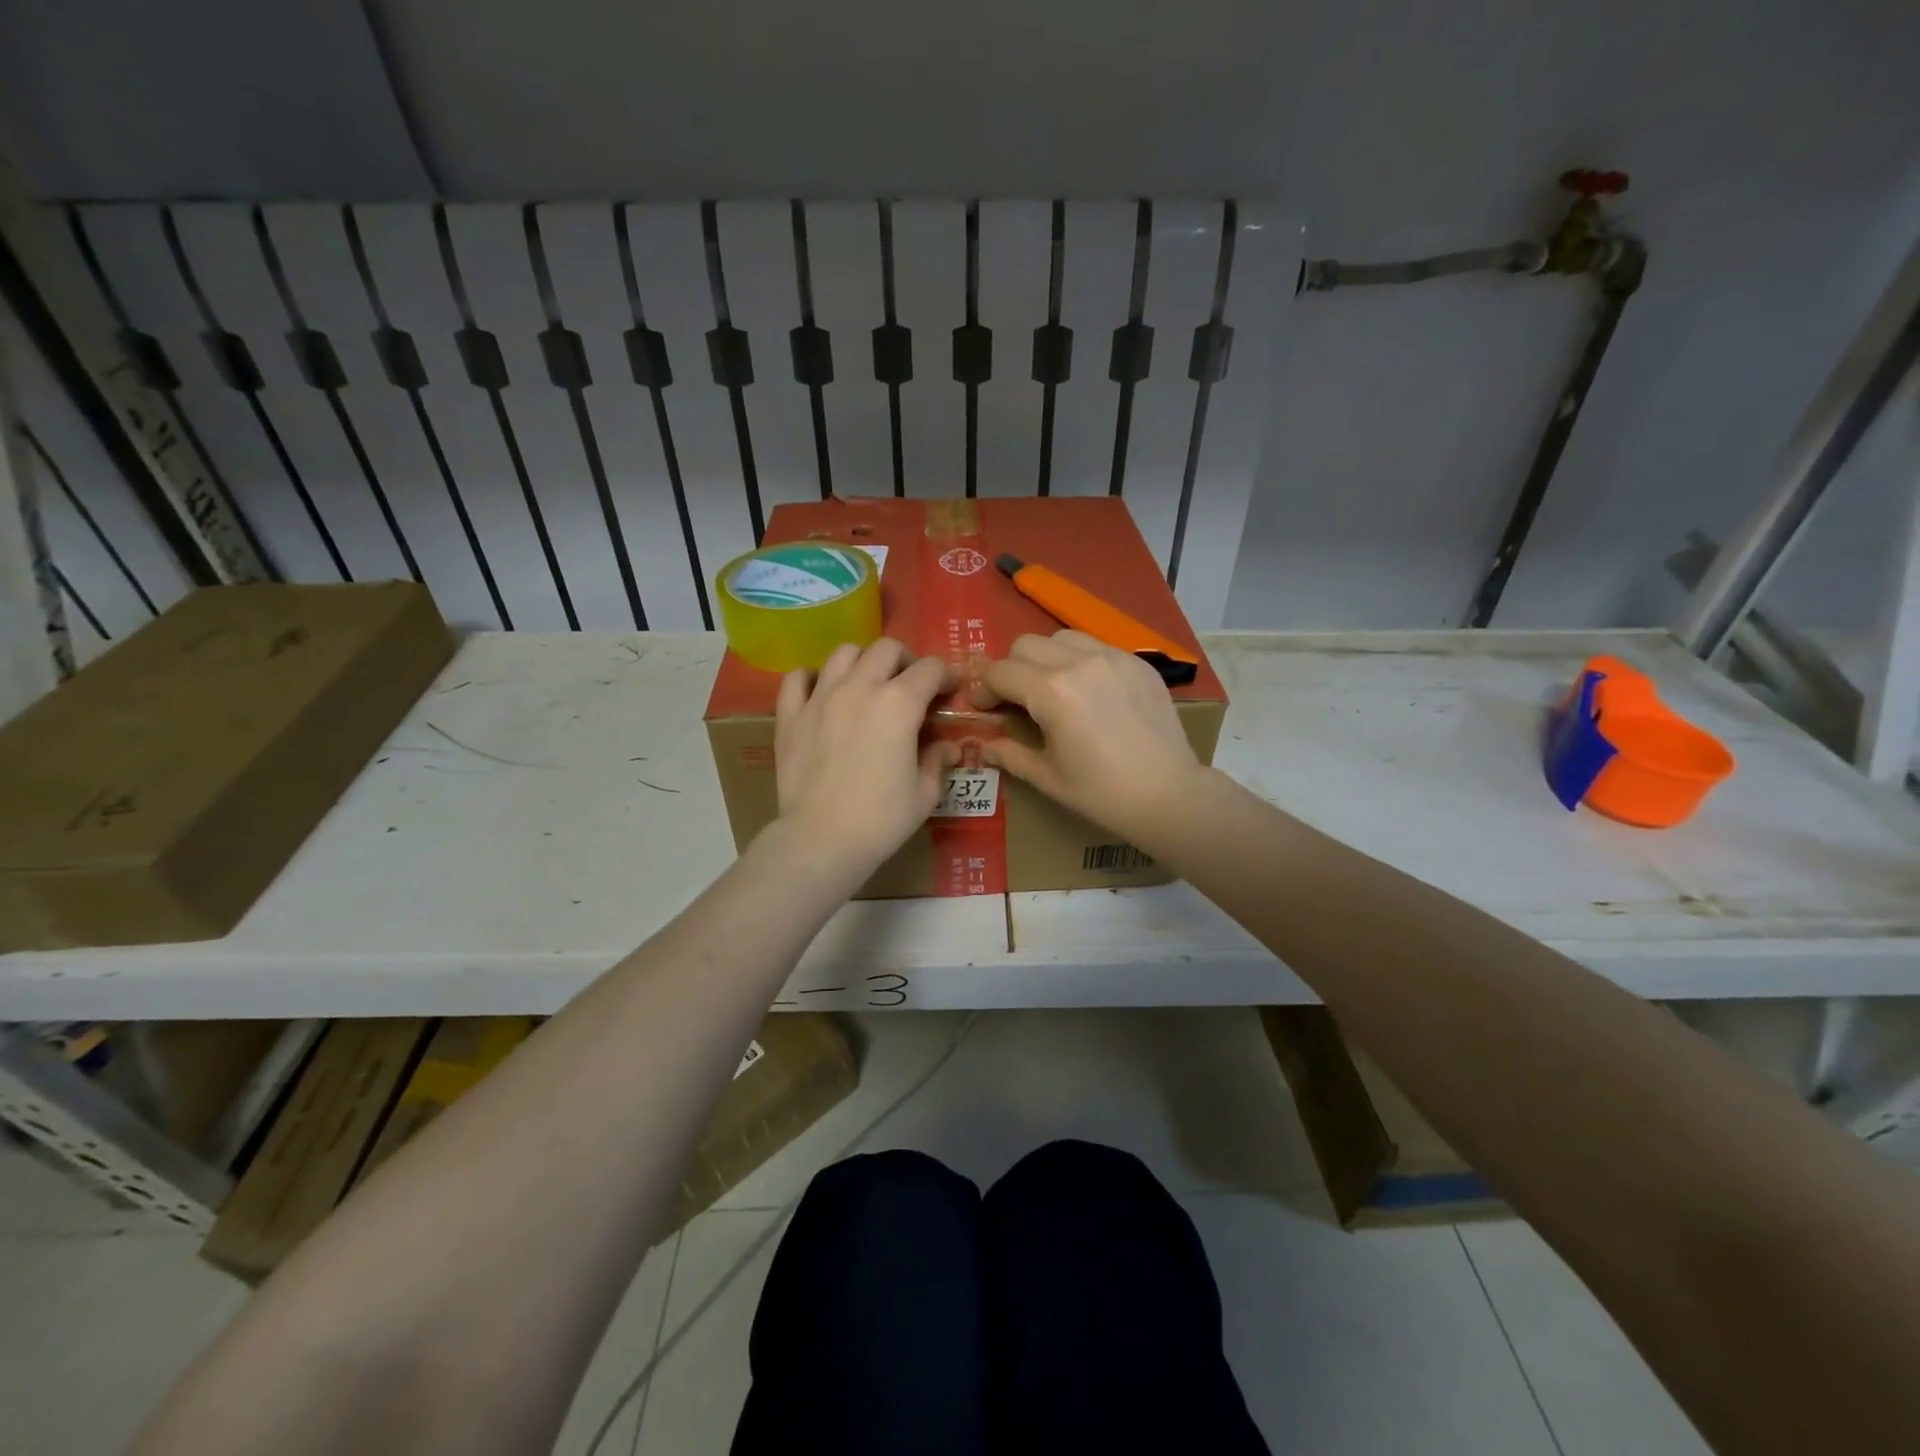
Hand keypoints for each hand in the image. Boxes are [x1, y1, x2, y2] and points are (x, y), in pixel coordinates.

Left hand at [773, 638, 957, 878]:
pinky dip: (811, 678)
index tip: (949, 693)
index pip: (930, 669)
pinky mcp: (790, 715)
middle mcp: (859, 688)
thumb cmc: (881, 819)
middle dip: (906, 661)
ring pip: (844, 653)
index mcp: (899, 704)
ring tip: (867, 685)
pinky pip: (797, 678)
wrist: (821, 840)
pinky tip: (821, 693)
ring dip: (863, 662)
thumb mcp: (925, 794)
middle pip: (887, 649)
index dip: (946, 677)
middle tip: (910, 687)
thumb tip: (948, 748)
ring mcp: (820, 697)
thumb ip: (938, 762)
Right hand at [974, 631, 1204, 842]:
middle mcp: (1079, 662)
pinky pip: (1096, 646)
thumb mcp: (1047, 777)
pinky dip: (1080, 661)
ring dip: (1045, 658)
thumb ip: (1009, 753)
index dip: (983, 688)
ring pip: (1061, 637)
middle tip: (1016, 699)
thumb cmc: (1101, 793)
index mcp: (1051, 692)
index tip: (983, 707)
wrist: (1169, 795)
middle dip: (1011, 669)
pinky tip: (1089, 692)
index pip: (1000, 671)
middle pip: (1025, 645)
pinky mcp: (1138, 662)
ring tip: (1053, 688)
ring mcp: (1113, 657)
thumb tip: (981, 745)